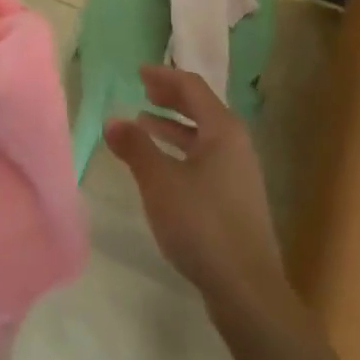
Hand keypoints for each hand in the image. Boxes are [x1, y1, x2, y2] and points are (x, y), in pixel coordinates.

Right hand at [106, 65, 291, 320]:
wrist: (246, 288)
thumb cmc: (202, 224)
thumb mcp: (160, 182)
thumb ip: (136, 148)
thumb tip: (112, 120)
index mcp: (223, 130)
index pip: (192, 88)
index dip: (164, 77)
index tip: (138, 72)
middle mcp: (236, 145)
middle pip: (201, 109)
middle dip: (170, 98)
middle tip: (142, 91)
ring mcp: (239, 173)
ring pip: (203, 136)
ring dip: (173, 127)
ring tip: (142, 125)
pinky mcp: (236, 199)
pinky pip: (205, 159)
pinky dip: (181, 151)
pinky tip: (162, 168)